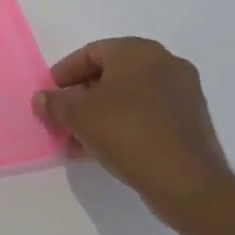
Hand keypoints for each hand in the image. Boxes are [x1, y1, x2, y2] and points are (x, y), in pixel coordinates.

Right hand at [33, 38, 234, 234]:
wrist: (186, 182)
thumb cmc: (126, 132)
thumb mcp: (76, 115)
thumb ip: (54, 102)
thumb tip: (42, 99)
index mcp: (138, 52)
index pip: (90, 53)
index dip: (64, 73)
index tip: (49, 95)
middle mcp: (165, 64)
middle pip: (110, 76)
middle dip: (81, 98)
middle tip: (62, 117)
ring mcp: (184, 94)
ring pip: (128, 98)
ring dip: (99, 115)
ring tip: (77, 140)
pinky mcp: (192, 122)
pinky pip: (147, 115)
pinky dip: (123, 125)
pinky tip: (103, 148)